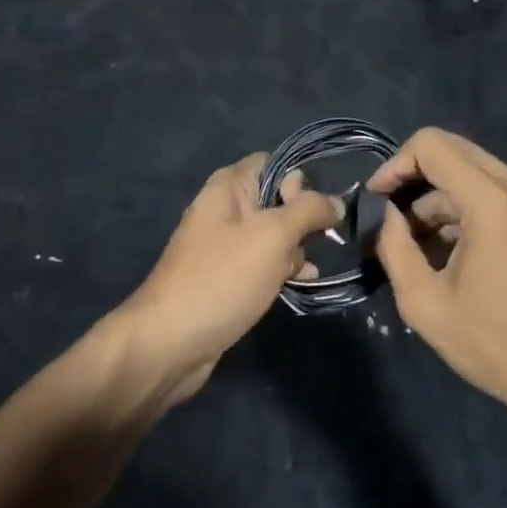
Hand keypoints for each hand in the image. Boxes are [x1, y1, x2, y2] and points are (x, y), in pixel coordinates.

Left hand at [115, 154, 340, 401]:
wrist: (170, 343)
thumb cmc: (222, 278)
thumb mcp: (272, 235)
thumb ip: (308, 210)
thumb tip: (336, 201)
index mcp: (228, 187)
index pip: (273, 163)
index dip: (298, 180)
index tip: (312, 208)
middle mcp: (225, 209)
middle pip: (277, 199)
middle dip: (303, 218)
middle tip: (316, 242)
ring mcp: (226, 246)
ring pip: (274, 235)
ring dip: (297, 248)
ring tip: (309, 269)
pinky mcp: (229, 278)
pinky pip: (264, 263)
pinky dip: (284, 269)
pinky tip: (303, 282)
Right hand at [369, 129, 506, 427]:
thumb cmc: (494, 345)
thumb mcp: (424, 302)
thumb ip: (393, 245)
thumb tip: (384, 213)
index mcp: (495, 202)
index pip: (432, 145)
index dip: (395, 165)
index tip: (378, 200)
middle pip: (453, 150)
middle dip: (414, 177)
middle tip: (391, 216)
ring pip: (473, 170)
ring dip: (438, 195)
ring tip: (416, 241)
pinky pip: (494, 190)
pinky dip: (464, 206)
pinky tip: (448, 247)